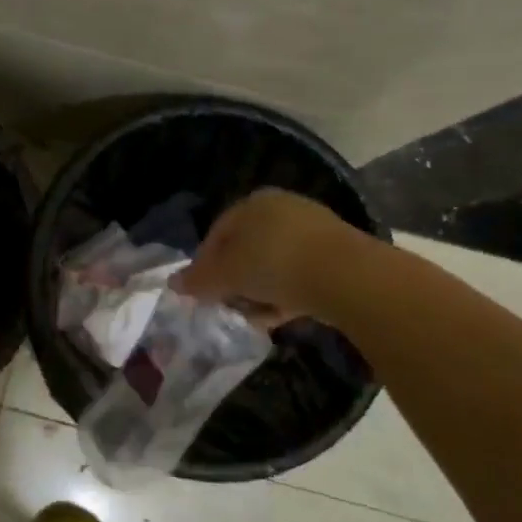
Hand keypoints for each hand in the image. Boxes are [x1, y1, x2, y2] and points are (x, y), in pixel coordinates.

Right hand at [176, 188, 365, 323]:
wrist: (348, 277)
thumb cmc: (274, 264)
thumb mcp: (226, 274)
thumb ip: (198, 279)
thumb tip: (173, 283)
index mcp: (253, 203)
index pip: (217, 233)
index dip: (204, 264)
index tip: (201, 292)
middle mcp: (282, 208)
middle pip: (246, 249)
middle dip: (234, 280)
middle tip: (227, 305)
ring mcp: (313, 230)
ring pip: (273, 264)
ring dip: (259, 291)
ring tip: (254, 317)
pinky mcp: (337, 255)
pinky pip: (300, 274)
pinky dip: (286, 294)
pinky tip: (281, 316)